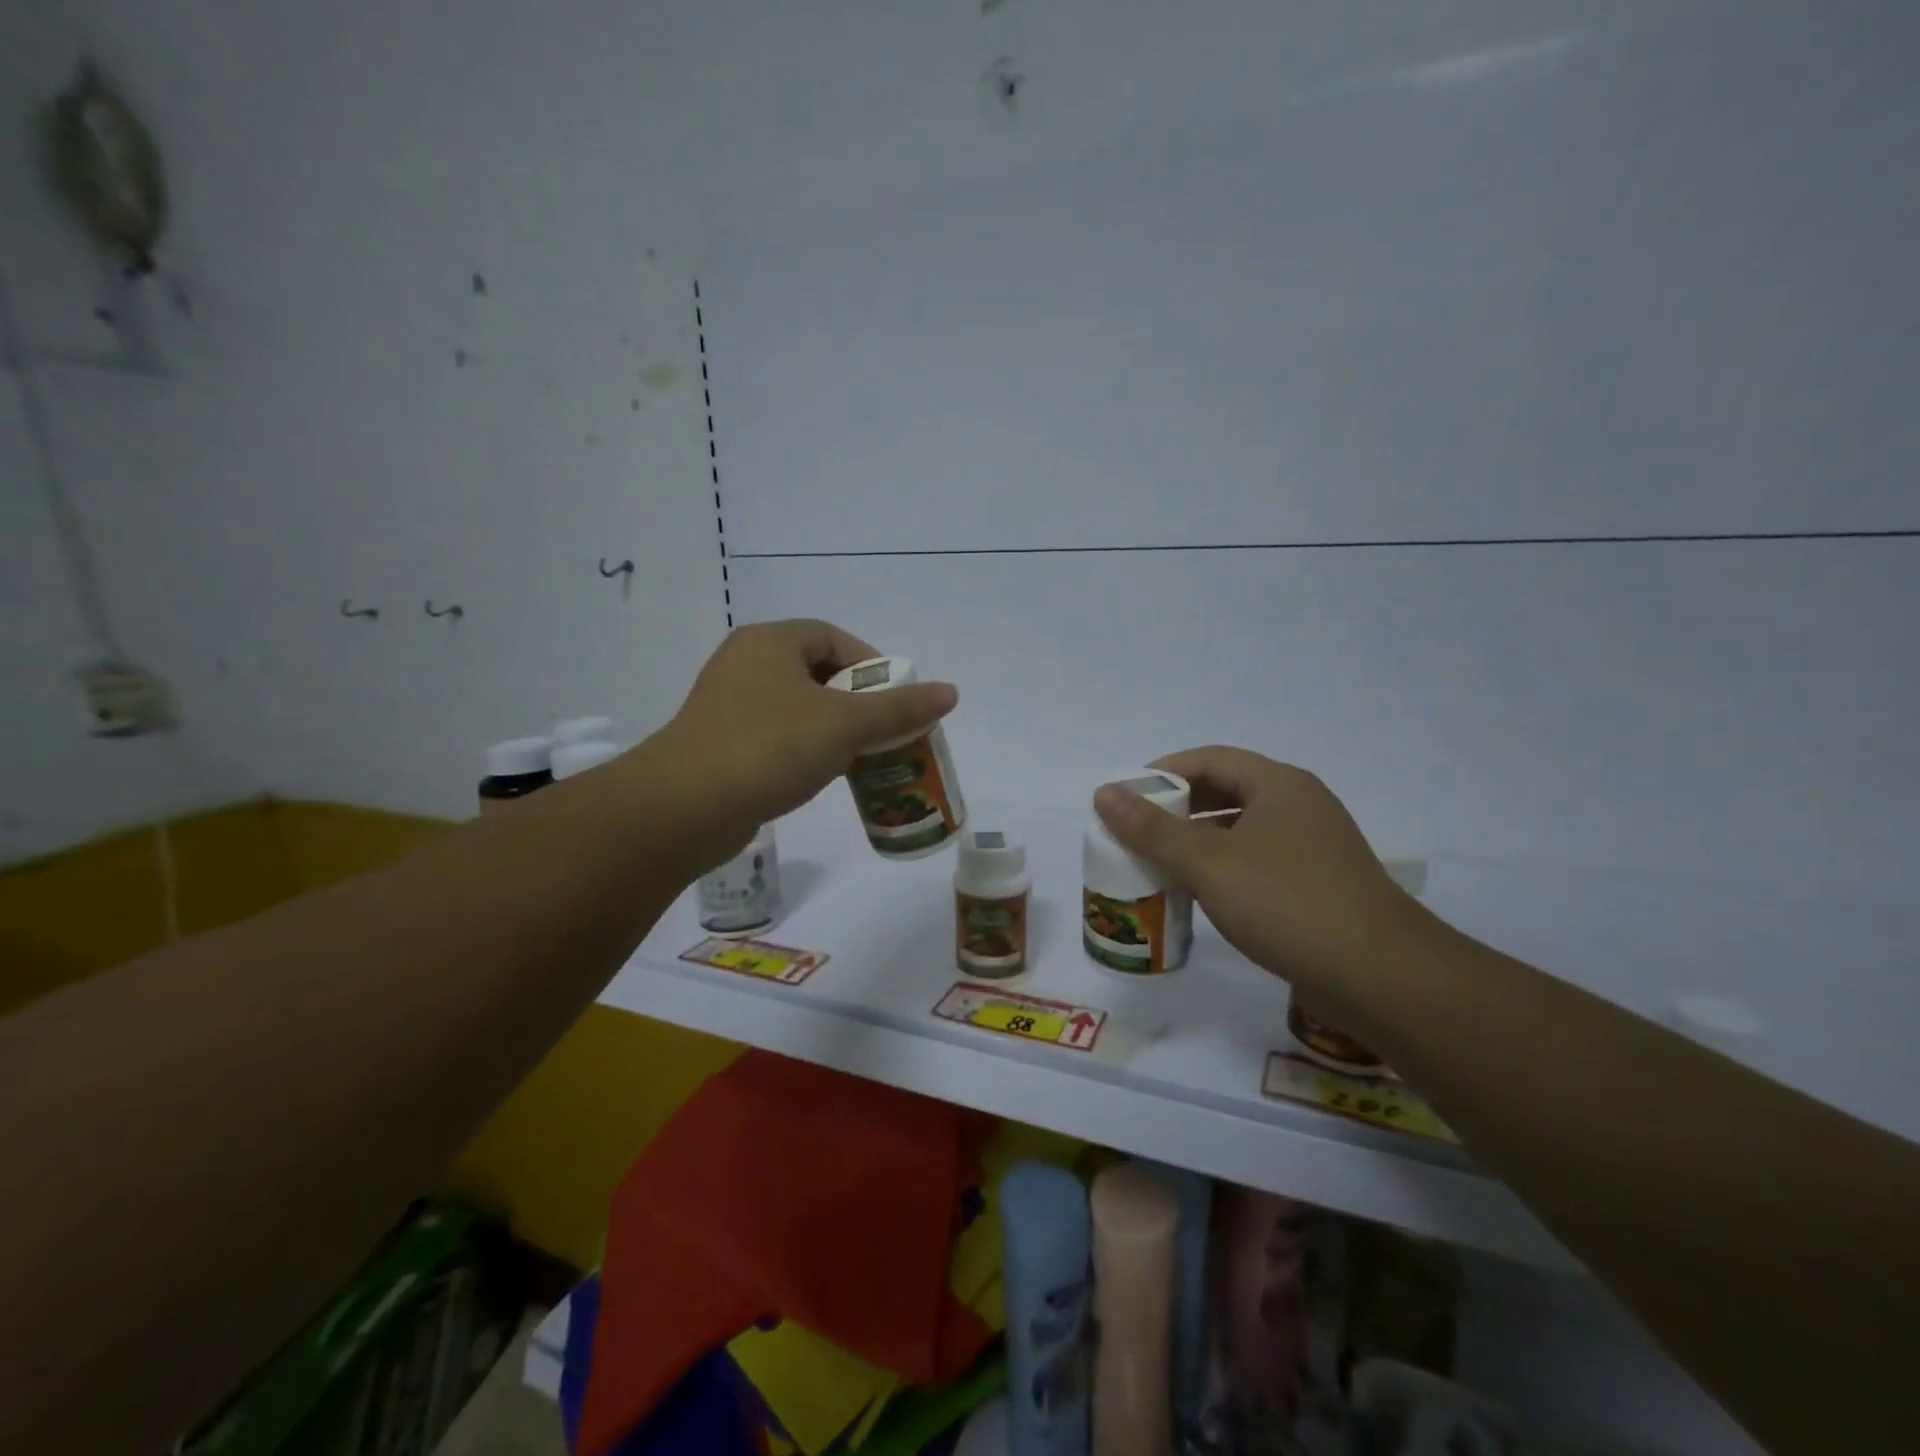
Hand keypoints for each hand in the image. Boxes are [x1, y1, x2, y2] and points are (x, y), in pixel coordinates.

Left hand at [647, 620, 957, 866]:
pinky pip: (777, 736)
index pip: (834, 639)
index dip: (872, 666)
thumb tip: (950, 692)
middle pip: (818, 673)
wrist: (685, 808)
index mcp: (771, 642)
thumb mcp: (845, 725)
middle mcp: (746, 664)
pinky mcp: (720, 744)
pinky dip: (805, 750)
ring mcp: (728, 705)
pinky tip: (822, 776)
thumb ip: (899, 709)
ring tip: (863, 758)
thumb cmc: (770, 748)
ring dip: (834, 730)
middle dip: (858, 703)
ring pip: (798, 708)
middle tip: (886, 733)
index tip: (897, 701)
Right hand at [1093, 747, 1422, 993]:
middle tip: (1135, 831)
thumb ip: (1152, 829)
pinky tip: (1202, 893)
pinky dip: (1222, 867)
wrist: (1382, 977)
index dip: (1162, 772)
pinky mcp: (1319, 883)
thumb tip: (1103, 793)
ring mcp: (1313, 846)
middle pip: (1225, 791)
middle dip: (1177, 808)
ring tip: (1159, 863)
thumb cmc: (1288, 904)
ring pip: (1241, 829)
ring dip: (1197, 840)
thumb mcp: (1209, 863)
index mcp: (1278, 784)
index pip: (1209, 759)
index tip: (1124, 797)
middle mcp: (1299, 805)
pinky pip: (1257, 860)